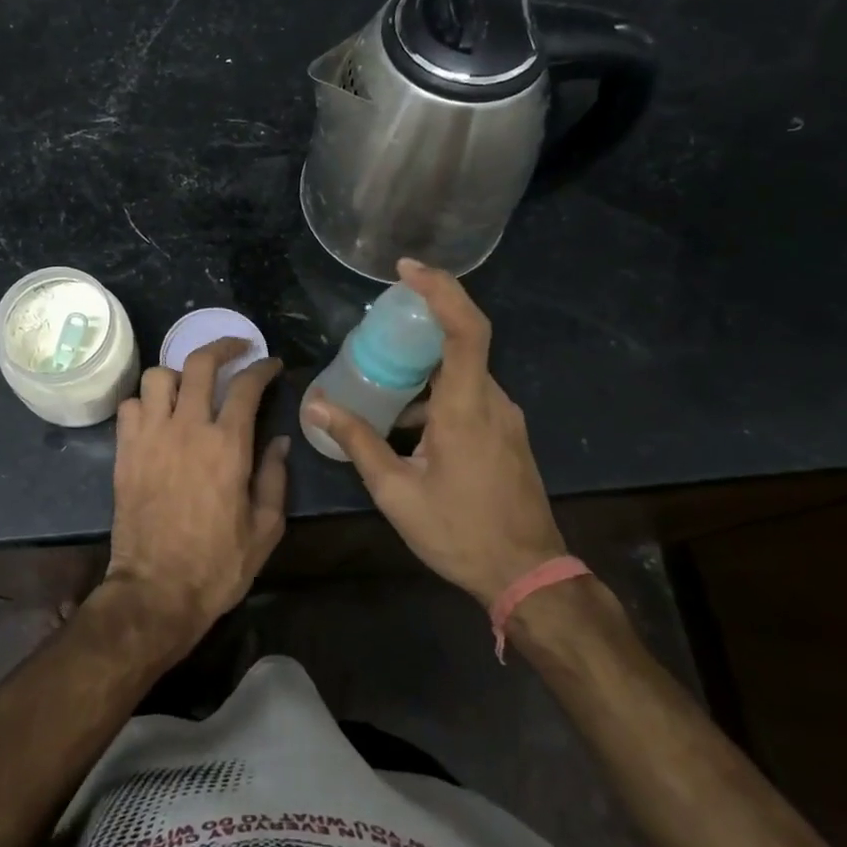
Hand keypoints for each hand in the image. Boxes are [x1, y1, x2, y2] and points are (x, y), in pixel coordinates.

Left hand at [104, 339, 288, 657]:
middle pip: (199, 364)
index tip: (271, 364)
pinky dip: (145, 402)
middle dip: (221, 347)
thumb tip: (280, 442)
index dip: (262, 367)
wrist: (155, 592)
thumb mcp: (265, 529)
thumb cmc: (217, 565)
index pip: (246, 386)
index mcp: (228, 446)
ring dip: (178, 373)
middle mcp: (187, 428)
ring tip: (190, 386)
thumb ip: (275, 478)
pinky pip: (129, 406)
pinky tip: (158, 416)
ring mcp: (150, 437)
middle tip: (236, 349)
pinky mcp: (125, 452)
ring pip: (157, 377)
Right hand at [301, 259, 565, 606]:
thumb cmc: (459, 532)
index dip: (440, 290)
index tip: (406, 271)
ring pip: (462, 373)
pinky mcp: (507, 435)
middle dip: (419, 327)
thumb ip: (358, 442)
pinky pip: (470, 396)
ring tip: (381, 382)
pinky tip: (407, 424)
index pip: (465, 329)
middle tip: (377, 326)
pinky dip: (437, 394)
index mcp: (467, 408)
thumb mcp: (396, 491)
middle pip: (461, 343)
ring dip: (424, 369)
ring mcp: (504, 418)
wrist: (528, 575)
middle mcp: (492, 402)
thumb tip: (319, 405)